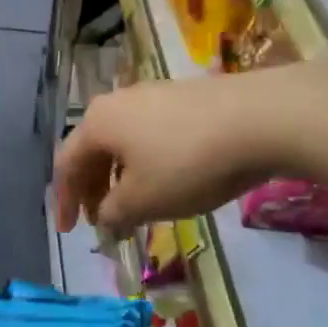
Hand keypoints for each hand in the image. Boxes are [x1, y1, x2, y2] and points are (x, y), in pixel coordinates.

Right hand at [54, 67, 315, 230]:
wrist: (262, 118)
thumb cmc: (188, 164)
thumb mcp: (143, 200)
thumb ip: (113, 213)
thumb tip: (105, 217)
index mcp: (97, 123)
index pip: (66, 164)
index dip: (64, 201)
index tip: (69, 232)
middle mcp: (118, 101)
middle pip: (93, 150)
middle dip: (93, 189)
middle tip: (103, 221)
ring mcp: (154, 95)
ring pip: (123, 142)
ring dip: (121, 178)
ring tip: (136, 207)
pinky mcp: (185, 98)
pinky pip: (150, 135)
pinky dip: (146, 164)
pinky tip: (168, 182)